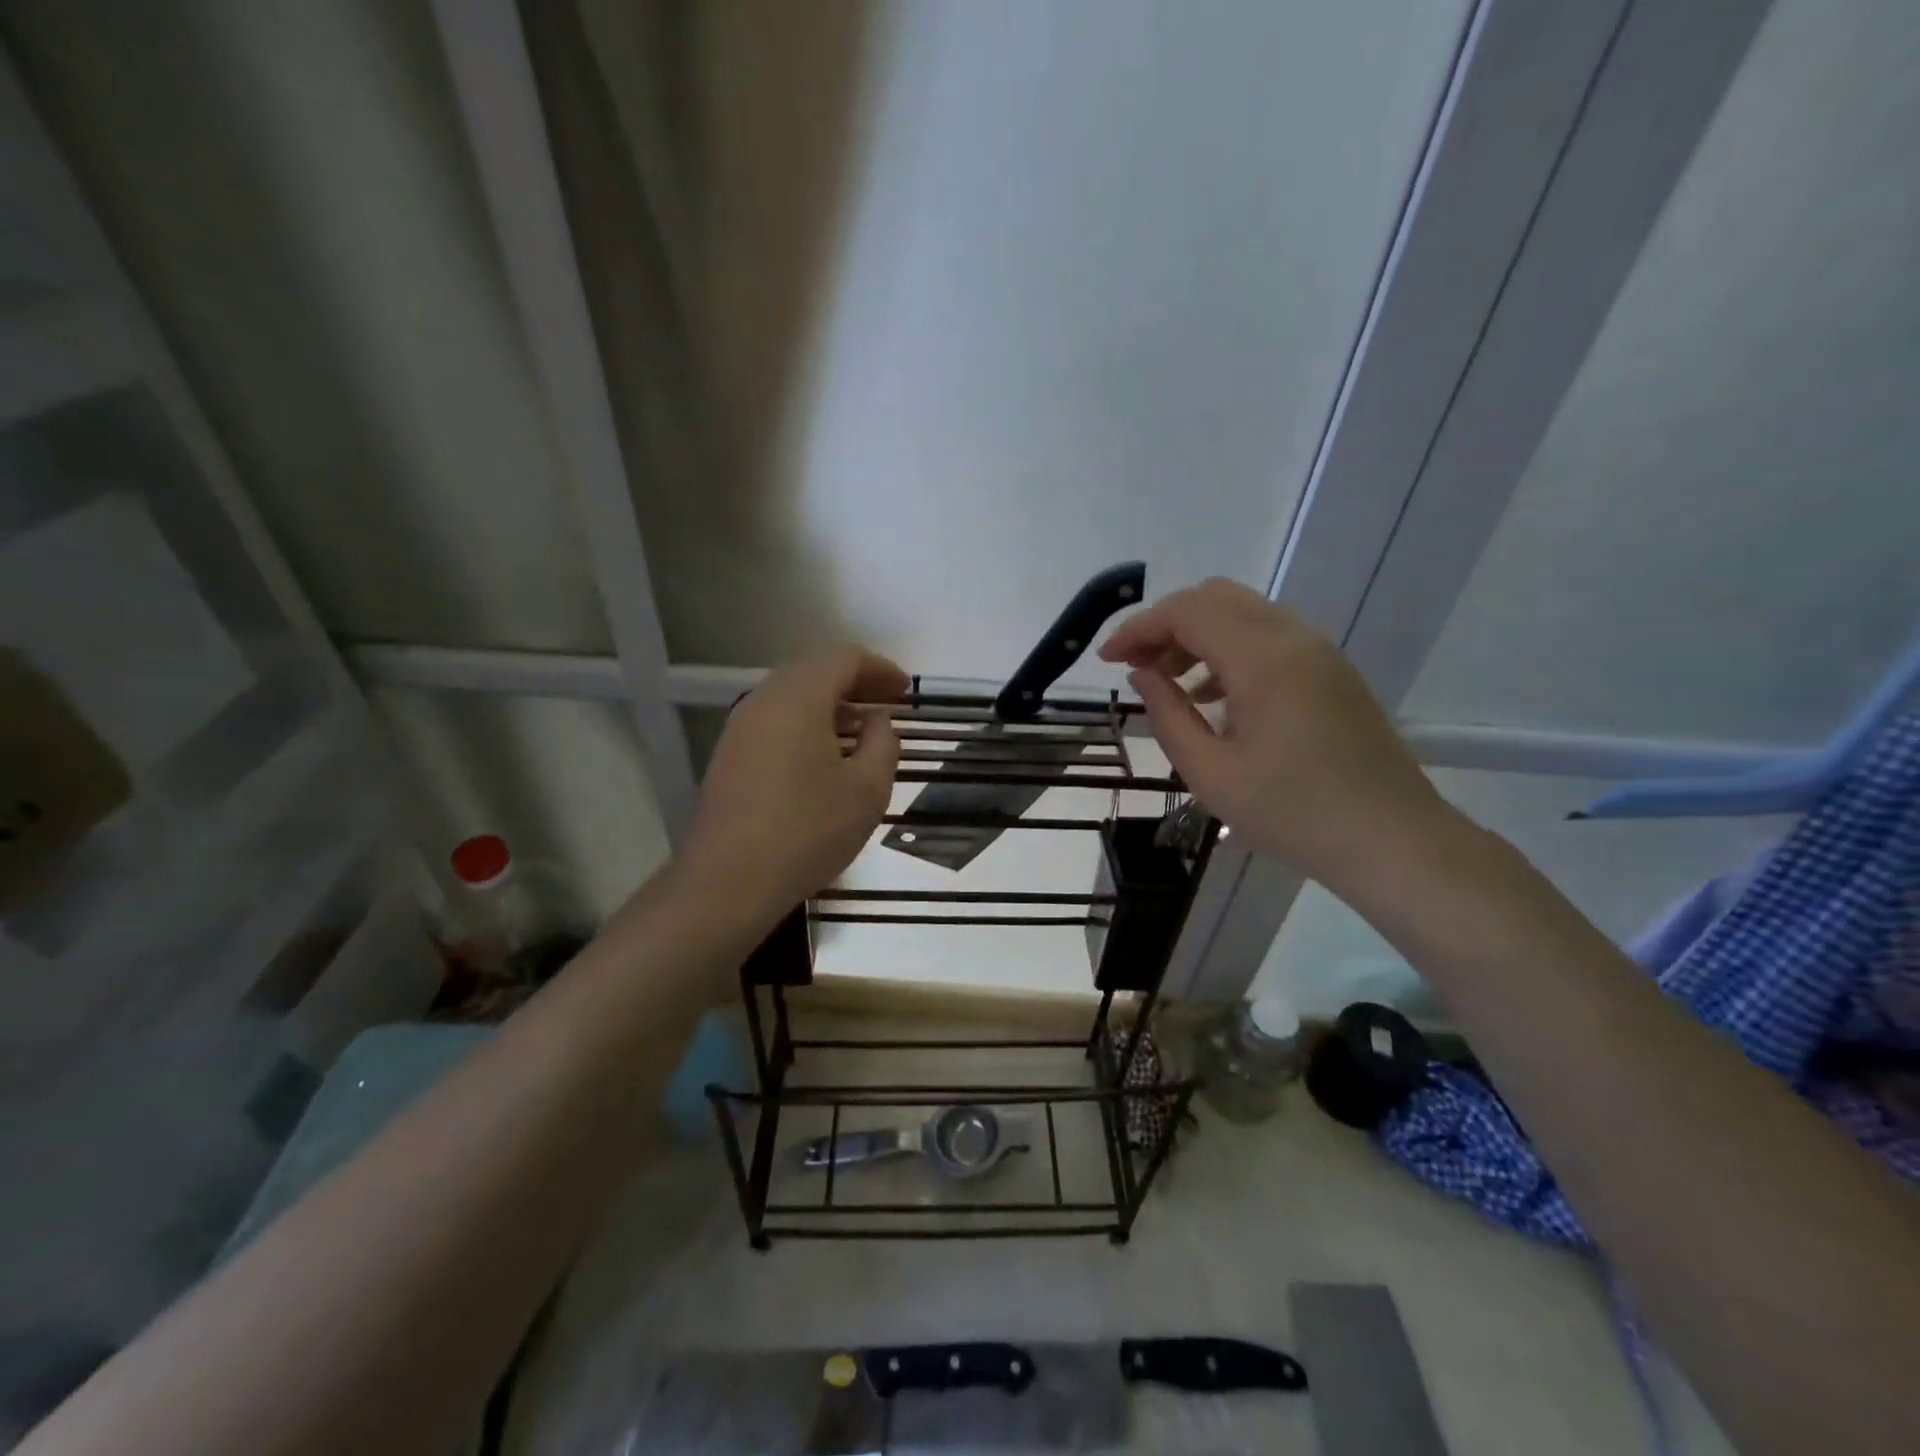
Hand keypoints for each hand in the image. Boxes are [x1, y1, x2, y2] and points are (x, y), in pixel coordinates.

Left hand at [681, 643, 907, 920]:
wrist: (728, 882)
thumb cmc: (807, 831)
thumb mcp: (867, 789)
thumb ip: (883, 742)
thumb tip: (877, 721)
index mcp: (798, 698)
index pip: (843, 657)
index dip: (880, 668)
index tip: (906, 691)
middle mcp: (762, 700)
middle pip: (814, 670)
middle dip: (856, 682)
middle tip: (888, 706)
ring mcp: (739, 728)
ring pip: (792, 696)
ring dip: (831, 705)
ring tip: (862, 732)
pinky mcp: (729, 756)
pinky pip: (775, 721)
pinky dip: (807, 724)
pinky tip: (825, 758)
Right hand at [1099, 578, 1443, 886]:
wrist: (1392, 839)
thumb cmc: (1292, 813)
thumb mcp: (1210, 773)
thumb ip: (1168, 714)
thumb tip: (1143, 674)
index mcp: (1262, 659)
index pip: (1186, 611)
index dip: (1138, 628)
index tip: (1107, 660)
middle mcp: (1293, 637)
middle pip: (1214, 598)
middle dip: (1165, 623)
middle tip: (1135, 666)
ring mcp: (1319, 650)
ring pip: (1243, 613)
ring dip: (1197, 634)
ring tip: (1168, 683)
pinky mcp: (1331, 669)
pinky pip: (1269, 635)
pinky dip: (1229, 648)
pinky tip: (1213, 696)